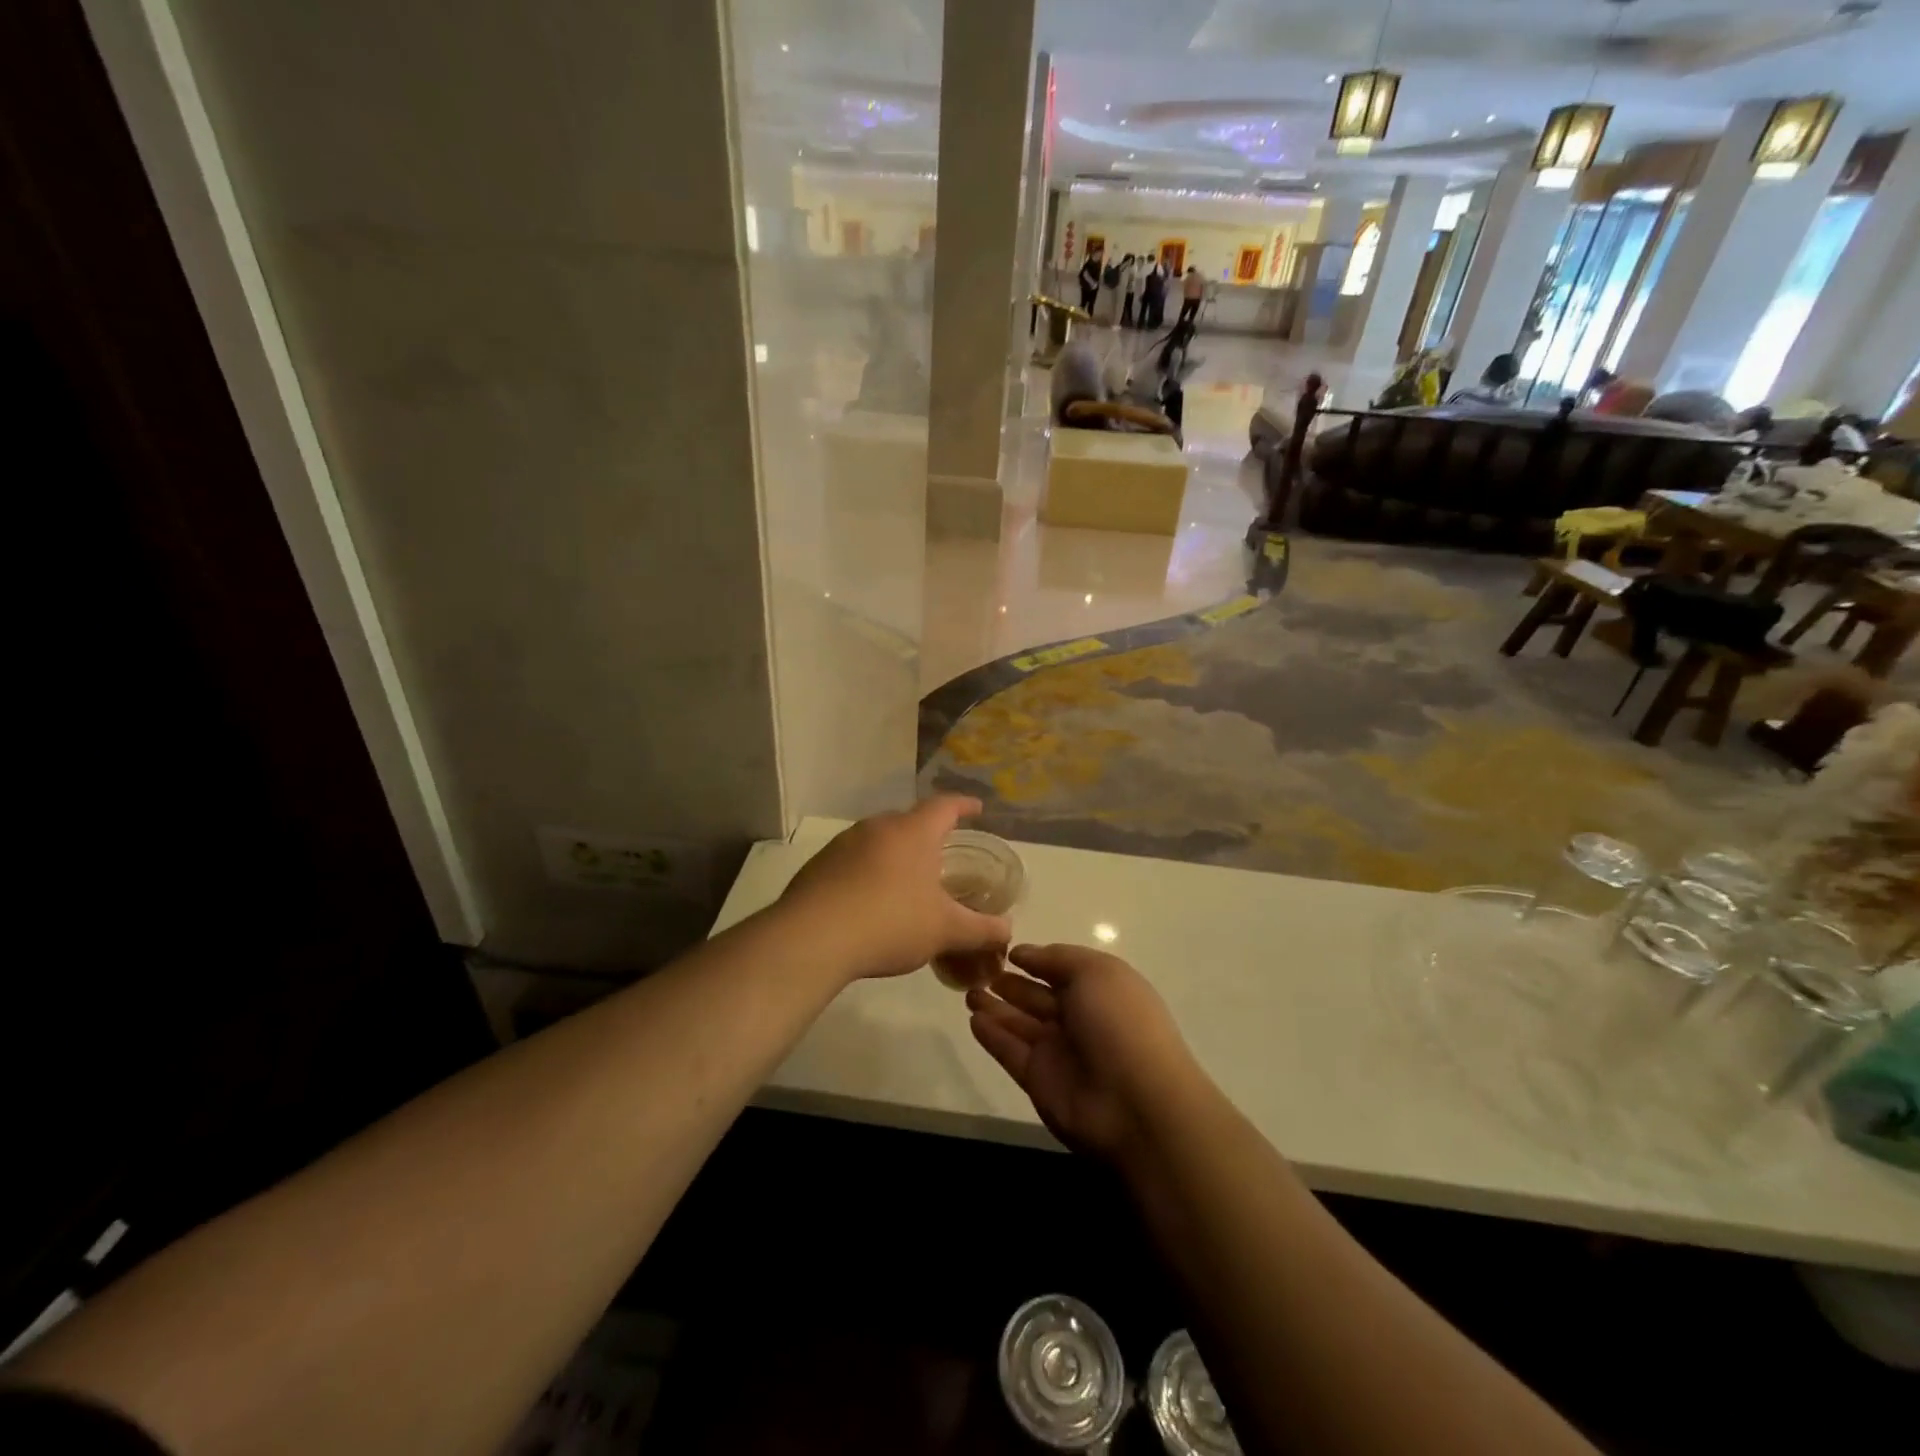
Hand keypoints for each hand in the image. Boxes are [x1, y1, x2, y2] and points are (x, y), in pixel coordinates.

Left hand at [778, 797, 1010, 983]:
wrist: (812, 938)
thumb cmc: (891, 923)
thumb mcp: (945, 930)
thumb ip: (981, 929)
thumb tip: (1008, 930)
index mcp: (913, 832)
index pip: (944, 806)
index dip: (963, 805)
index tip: (976, 808)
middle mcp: (877, 827)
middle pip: (909, 821)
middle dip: (927, 833)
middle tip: (941, 853)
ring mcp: (843, 844)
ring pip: (878, 840)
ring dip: (894, 854)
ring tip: (905, 880)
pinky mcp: (818, 865)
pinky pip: (852, 860)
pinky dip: (867, 872)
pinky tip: (868, 900)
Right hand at [966, 944, 1207, 1163]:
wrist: (1135, 1104)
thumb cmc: (1120, 1024)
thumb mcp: (1095, 972)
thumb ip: (1056, 958)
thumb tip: (1023, 953)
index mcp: (1101, 990)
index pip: (1062, 970)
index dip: (1036, 960)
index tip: (1005, 950)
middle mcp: (1080, 1019)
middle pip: (1038, 997)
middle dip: (1010, 984)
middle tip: (976, 970)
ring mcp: (1059, 1052)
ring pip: (1020, 1024)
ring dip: (995, 1007)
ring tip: (967, 992)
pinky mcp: (1038, 1080)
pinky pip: (1010, 1052)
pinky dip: (992, 1036)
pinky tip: (973, 1020)